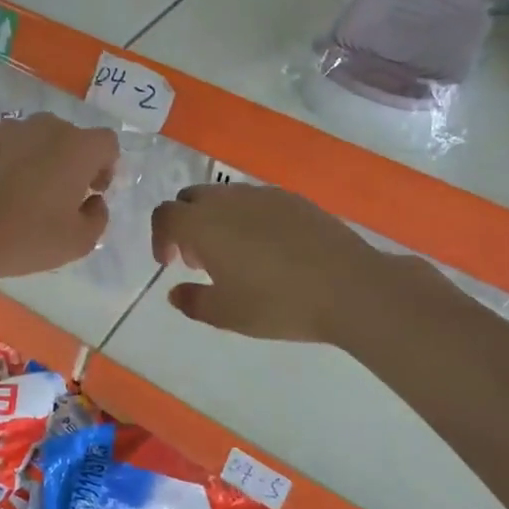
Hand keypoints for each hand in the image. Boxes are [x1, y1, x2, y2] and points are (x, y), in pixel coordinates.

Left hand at [0, 114, 118, 279]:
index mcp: (76, 148)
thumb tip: (92, 201)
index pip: (106, 142)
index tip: (91, 191)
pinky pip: (3, 144)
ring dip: (38, 158)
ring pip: (34, 138)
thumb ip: (98, 216)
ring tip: (22, 191)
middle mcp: (45, 127)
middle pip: (69, 137)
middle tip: (57, 195)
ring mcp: (7, 128)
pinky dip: (6, 160)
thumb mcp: (79, 242)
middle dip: (71, 161)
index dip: (105, 166)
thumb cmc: (26, 238)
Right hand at [150, 183, 385, 342]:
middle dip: (187, 225)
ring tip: (236, 256)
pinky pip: (256, 201)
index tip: (171, 264)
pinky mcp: (293, 198)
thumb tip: (175, 292)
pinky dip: (248, 218)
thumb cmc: (277, 303)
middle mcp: (228, 200)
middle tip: (200, 259)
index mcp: (202, 224)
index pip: (165, 215)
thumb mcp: (227, 314)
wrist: (348, 286)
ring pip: (225, 197)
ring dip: (217, 220)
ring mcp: (263, 194)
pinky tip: (270, 249)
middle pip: (191, 198)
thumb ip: (193, 301)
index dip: (160, 237)